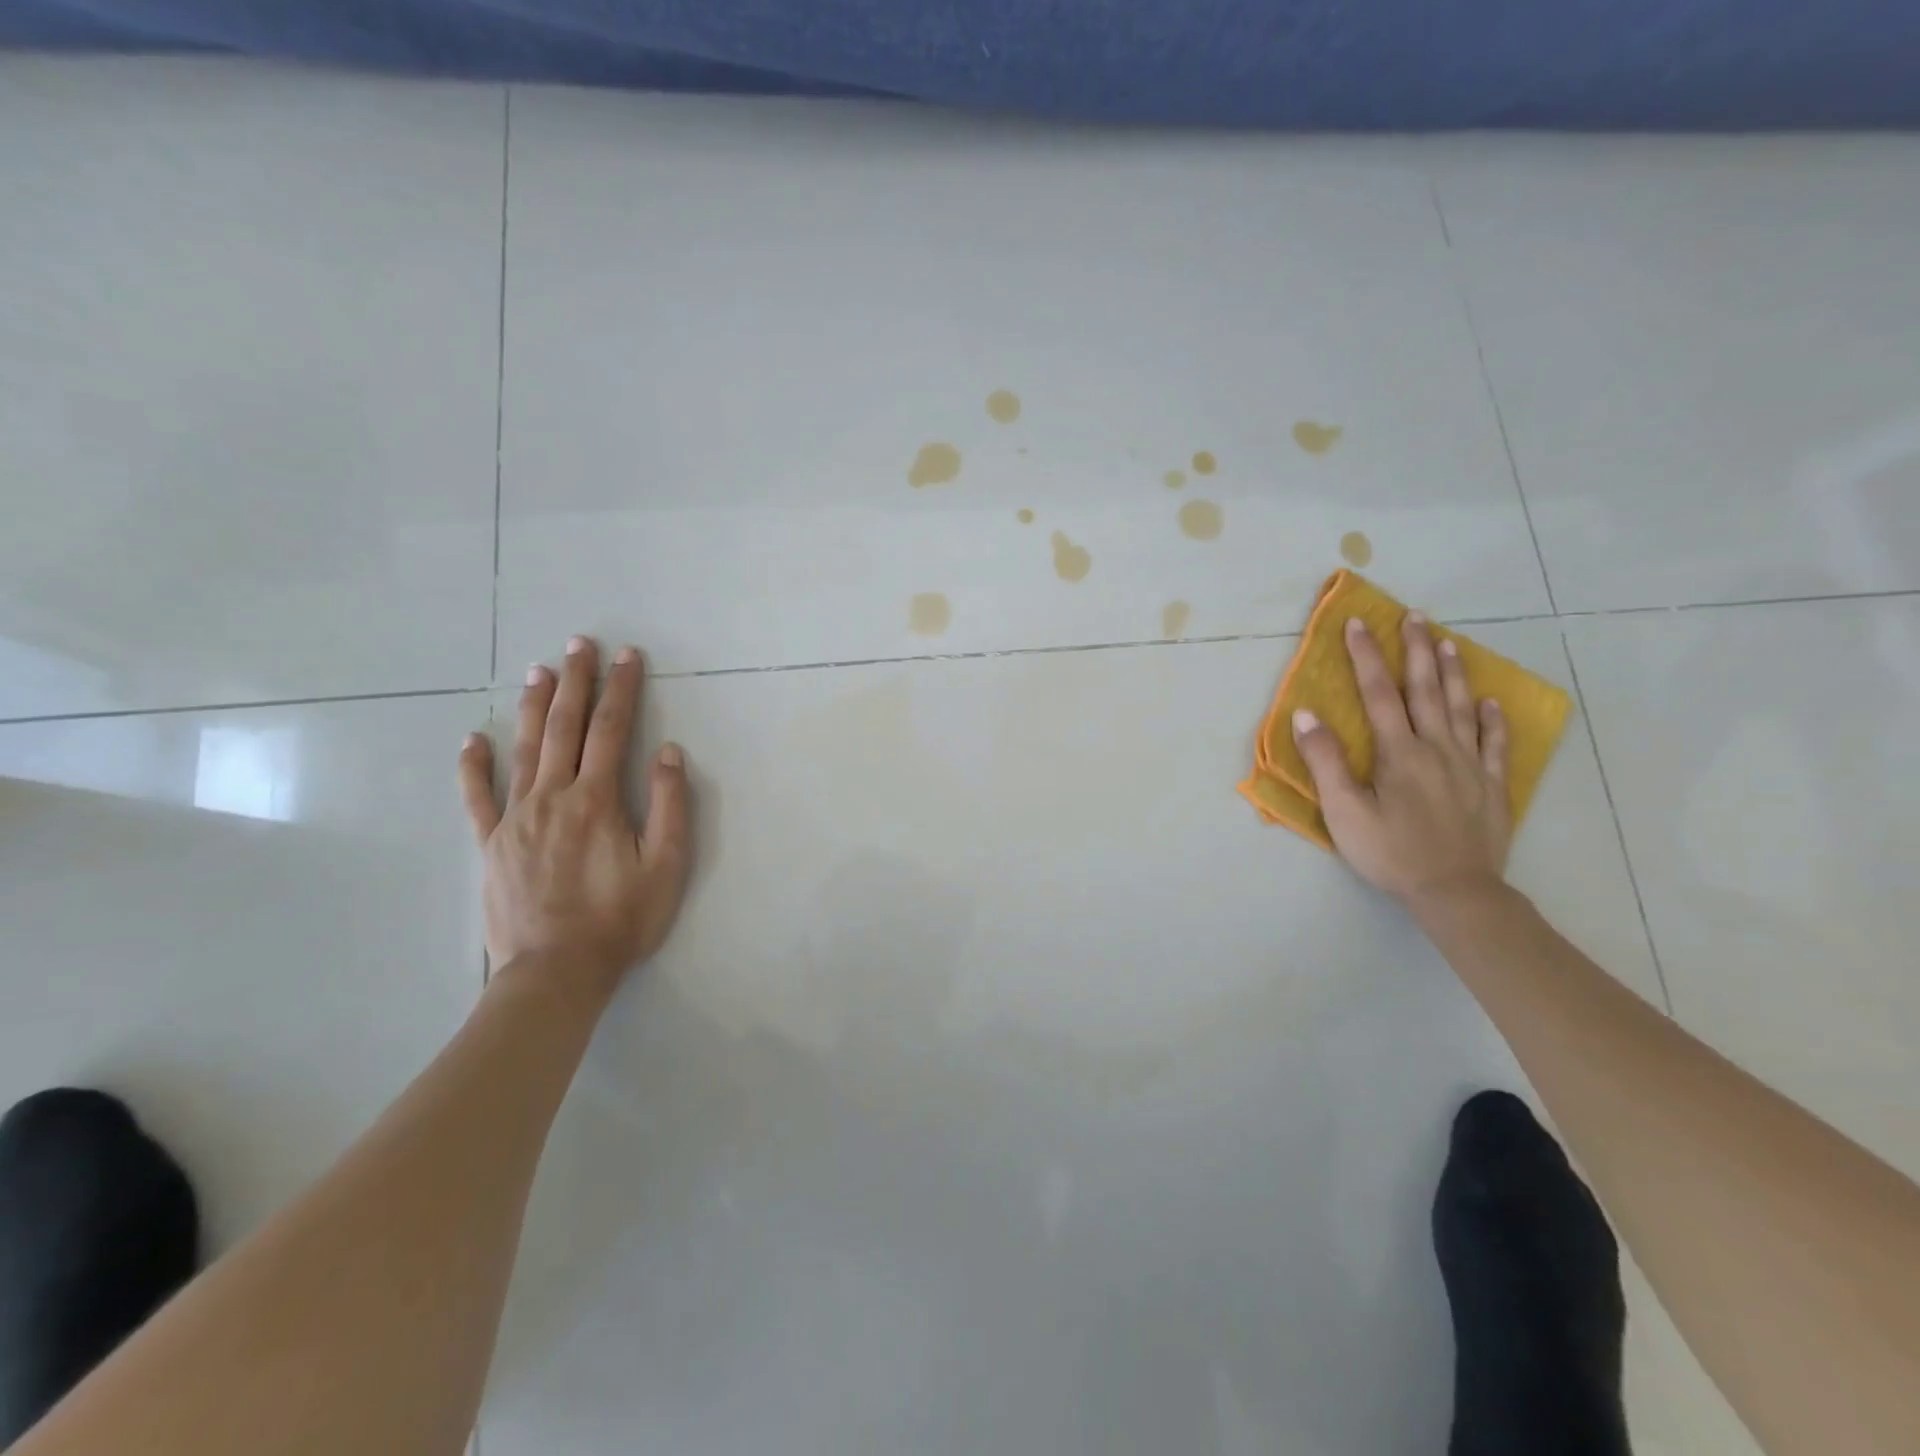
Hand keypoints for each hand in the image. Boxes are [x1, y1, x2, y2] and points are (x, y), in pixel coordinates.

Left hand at [457, 636, 693, 1009]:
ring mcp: (515, 819)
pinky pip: (478, 797)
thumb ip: (669, 805)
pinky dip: (474, 766)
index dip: (621, 689)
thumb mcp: (667, 866)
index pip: (612, 730)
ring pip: (523, 749)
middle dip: (575, 682)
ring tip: (538, 670)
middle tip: (579, 643)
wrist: (556, 972)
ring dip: (532, 706)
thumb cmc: (621, 919)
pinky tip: (471, 740)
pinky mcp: (491, 844)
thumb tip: (668, 752)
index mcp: (598, 800)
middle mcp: (553, 797)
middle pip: (564, 727)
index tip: (627, 656)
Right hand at [1291, 612, 1510, 906]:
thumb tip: (1307, 715)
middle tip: (1416, 616)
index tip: (1359, 623)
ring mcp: (1470, 765)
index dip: (1367, 656)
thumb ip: (1326, 761)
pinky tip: (1491, 703)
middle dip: (1418, 650)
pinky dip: (1493, 720)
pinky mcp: (1492, 787)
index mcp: (1399, 752)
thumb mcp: (1345, 811)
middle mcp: (1437, 747)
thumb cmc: (1391, 852)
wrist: (1456, 892)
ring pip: (1462, 708)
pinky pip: (1496, 744)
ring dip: (1454, 673)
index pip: (1379, 693)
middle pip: (1426, 690)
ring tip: (1450, 643)